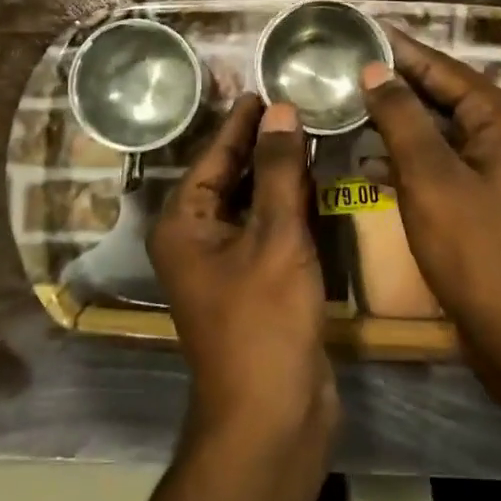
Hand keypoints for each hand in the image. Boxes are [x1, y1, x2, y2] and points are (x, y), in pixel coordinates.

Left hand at [148, 95, 337, 453]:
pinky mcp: (254, 284)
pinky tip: (316, 187)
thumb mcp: (274, 236)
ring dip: (279, 174)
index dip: (240, 121)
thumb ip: (277, 171)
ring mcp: (225, 265)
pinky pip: (269, 231)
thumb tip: (280, 110)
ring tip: (310, 135)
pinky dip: (289, 208)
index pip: (213, 155)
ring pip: (252, 204)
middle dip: (262, 144)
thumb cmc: (265, 320)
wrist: (271, 415)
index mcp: (185, 223)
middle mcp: (197, 239)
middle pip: (230, 177)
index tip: (262, 86)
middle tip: (295, 104)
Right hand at [360, 28, 500, 346]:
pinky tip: (370, 161)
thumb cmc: (474, 248)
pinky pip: (444, 162)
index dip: (400, 49)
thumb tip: (376, 70)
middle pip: (444, 96)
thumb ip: (401, 118)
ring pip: (442, 131)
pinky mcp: (488, 197)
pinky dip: (410, 158)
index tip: (360, 30)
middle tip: (346, 68)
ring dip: (399, 122)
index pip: (444, 69)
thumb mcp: (430, 177)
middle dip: (396, 84)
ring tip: (349, 105)